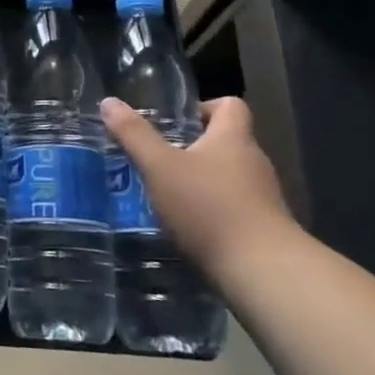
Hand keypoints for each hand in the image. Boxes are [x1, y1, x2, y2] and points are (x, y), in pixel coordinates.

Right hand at [101, 95, 295, 281]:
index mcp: (233, 138)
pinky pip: (235, 208)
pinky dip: (213, 211)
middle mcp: (253, 162)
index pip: (230, 105)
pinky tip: (188, 228)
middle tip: (158, 159)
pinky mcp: (264, 230)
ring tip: (167, 195)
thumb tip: (109, 102)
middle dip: (193, 148)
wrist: (263, 273)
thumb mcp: (160, 167)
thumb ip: (134, 135)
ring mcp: (263, 198)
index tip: (176, 122)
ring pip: (229, 177)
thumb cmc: (209, 208)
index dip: (204, 107)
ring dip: (201, 182)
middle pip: (227, 142)